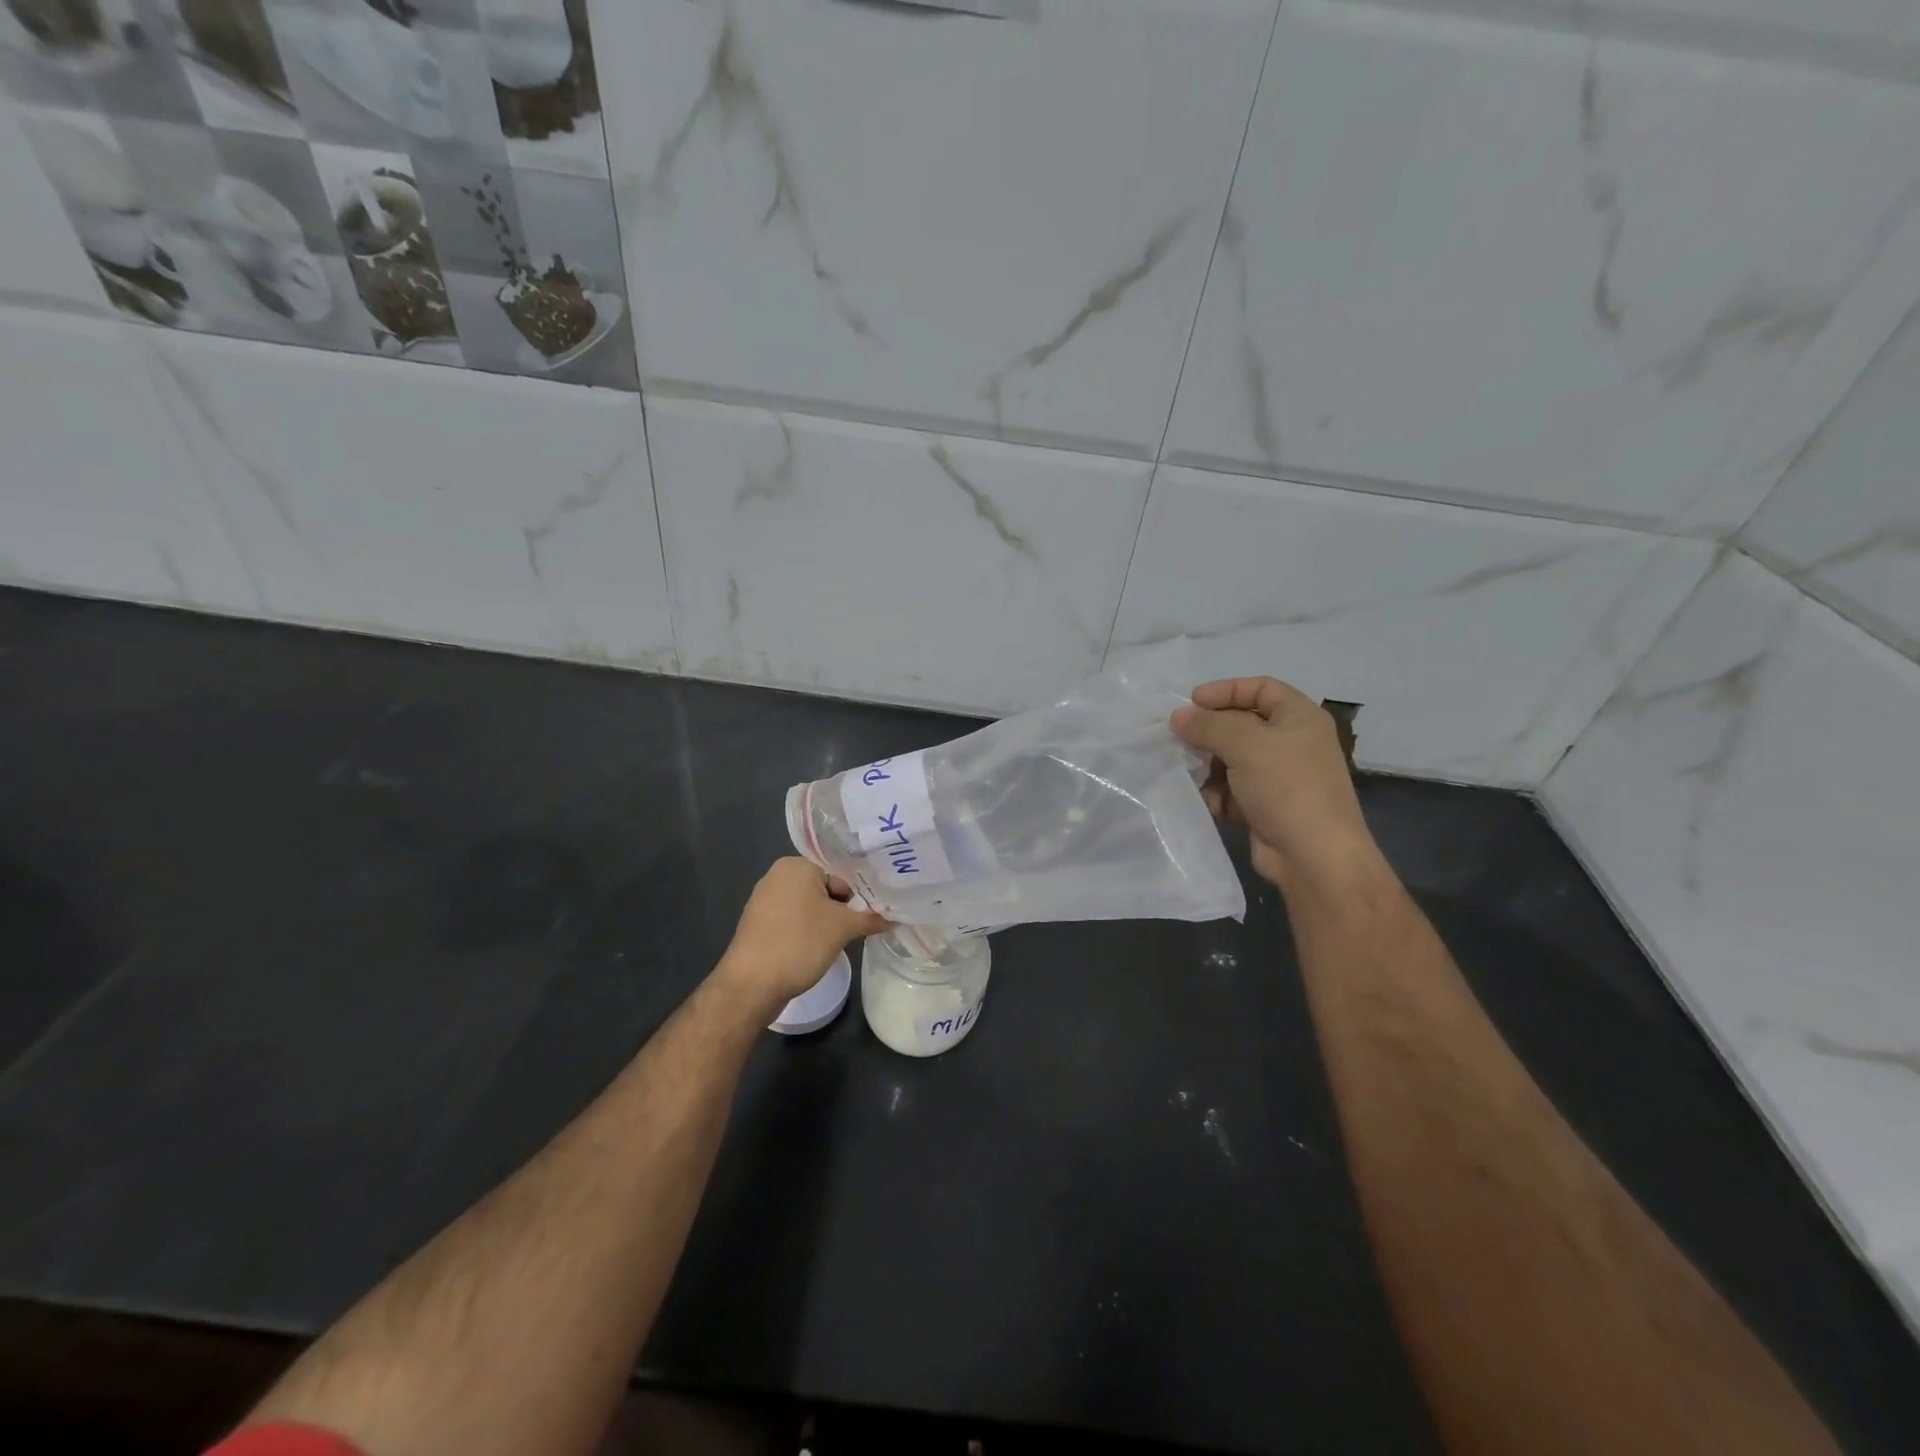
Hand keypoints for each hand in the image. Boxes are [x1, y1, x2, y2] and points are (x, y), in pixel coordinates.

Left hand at [716, 858, 889, 1015]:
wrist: (750, 986)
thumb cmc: (798, 944)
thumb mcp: (843, 929)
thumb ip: (872, 917)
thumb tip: (898, 916)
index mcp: (796, 865)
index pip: (841, 868)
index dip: (863, 887)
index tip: (880, 905)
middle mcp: (778, 875)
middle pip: (827, 884)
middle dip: (847, 904)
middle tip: (868, 921)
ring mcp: (766, 900)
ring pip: (812, 903)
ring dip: (831, 918)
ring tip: (850, 935)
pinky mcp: (762, 924)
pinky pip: (796, 918)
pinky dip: (812, 928)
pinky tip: (824, 945)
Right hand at [1171, 677, 1378, 889]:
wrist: (1314, 857)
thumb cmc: (1287, 787)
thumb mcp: (1246, 744)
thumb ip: (1208, 725)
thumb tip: (1178, 717)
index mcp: (1299, 718)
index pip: (1261, 688)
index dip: (1226, 690)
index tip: (1192, 701)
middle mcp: (1291, 743)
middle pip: (1242, 724)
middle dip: (1209, 730)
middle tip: (1177, 736)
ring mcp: (1278, 777)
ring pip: (1232, 759)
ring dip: (1207, 764)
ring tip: (1184, 769)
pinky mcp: (1264, 807)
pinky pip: (1231, 790)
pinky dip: (1215, 793)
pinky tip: (1203, 799)